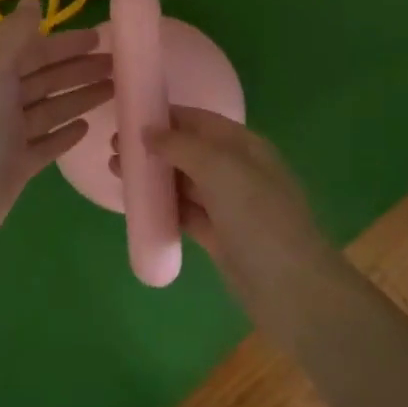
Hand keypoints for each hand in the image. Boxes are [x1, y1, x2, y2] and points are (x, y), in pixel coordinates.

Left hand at [0, 0, 112, 257]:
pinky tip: (87, 127)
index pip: (36, 50)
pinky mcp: (19, 165)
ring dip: (80, 97)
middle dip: (80, 69)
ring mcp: (10, 135)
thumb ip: (15, 32)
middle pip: (48, 78)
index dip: (66, 43)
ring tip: (114, 91)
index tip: (100, 37)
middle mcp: (1, 100)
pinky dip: (66, 133)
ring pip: (52, 109)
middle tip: (119, 66)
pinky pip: (48, 144)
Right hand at [116, 107, 335, 307]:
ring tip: (116, 172)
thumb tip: (149, 130)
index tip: (129, 115)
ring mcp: (228, 205)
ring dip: (153, 176)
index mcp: (244, 146)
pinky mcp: (219, 237)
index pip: (200, 120)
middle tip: (114, 148)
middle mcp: (237, 170)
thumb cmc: (259, 219)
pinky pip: (185, 212)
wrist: (293, 291)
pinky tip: (136, 205)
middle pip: (189, 149)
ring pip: (184, 182)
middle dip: (154, 146)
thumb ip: (183, 146)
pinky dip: (163, 206)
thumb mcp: (222, 170)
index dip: (166, 115)